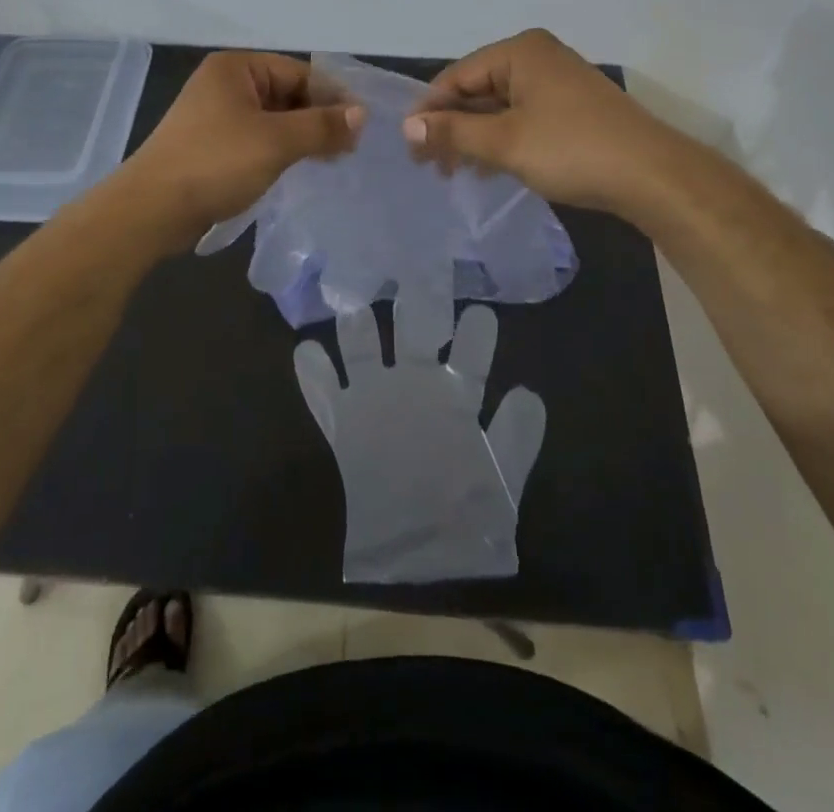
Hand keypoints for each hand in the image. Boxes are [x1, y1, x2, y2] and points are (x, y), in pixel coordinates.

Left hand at [125, 52, 364, 245]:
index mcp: (236, 68)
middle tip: (349, 148)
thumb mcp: (276, 141)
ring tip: (330, 160)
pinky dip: (280, 150)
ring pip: (274, 119)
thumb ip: (322, 125)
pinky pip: (257, 139)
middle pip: (287, 94)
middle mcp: (225, 84)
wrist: (152, 209)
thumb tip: (361, 115)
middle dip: (318, 119)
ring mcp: (215, 115)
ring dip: (302, 137)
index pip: (299, 72)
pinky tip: (299, 169)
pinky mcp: (212, 145)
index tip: (361, 126)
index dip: (332, 97)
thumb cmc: (216, 163)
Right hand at [293, 289, 544, 582]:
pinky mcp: (345, 425)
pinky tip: (306, 351)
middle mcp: (415, 387)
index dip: (475, 335)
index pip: (468, 357)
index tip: (479, 313)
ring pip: (363, 353)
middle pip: (413, 335)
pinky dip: (314, 375)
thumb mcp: (501, 482)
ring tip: (355, 311)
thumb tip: (527, 391)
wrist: (421, 558)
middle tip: (415, 276)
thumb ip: (515, 440)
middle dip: (414, 308)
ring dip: (358, 332)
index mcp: (456, 397)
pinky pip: (325, 396)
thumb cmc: (468, 516)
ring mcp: (376, 402)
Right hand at [402, 28, 663, 212]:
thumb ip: (453, 132)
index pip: (456, 76)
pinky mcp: (572, 107)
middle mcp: (538, 56)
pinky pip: (522, 116)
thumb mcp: (504, 142)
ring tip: (455, 173)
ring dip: (474, 137)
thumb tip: (407, 128)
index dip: (429, 111)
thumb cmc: (571, 150)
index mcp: (520, 51)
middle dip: (451, 127)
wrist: (652, 176)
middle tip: (430, 167)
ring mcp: (557, 81)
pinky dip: (501, 139)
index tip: (410, 148)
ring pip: (499, 106)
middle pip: (477, 89)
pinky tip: (488, 168)